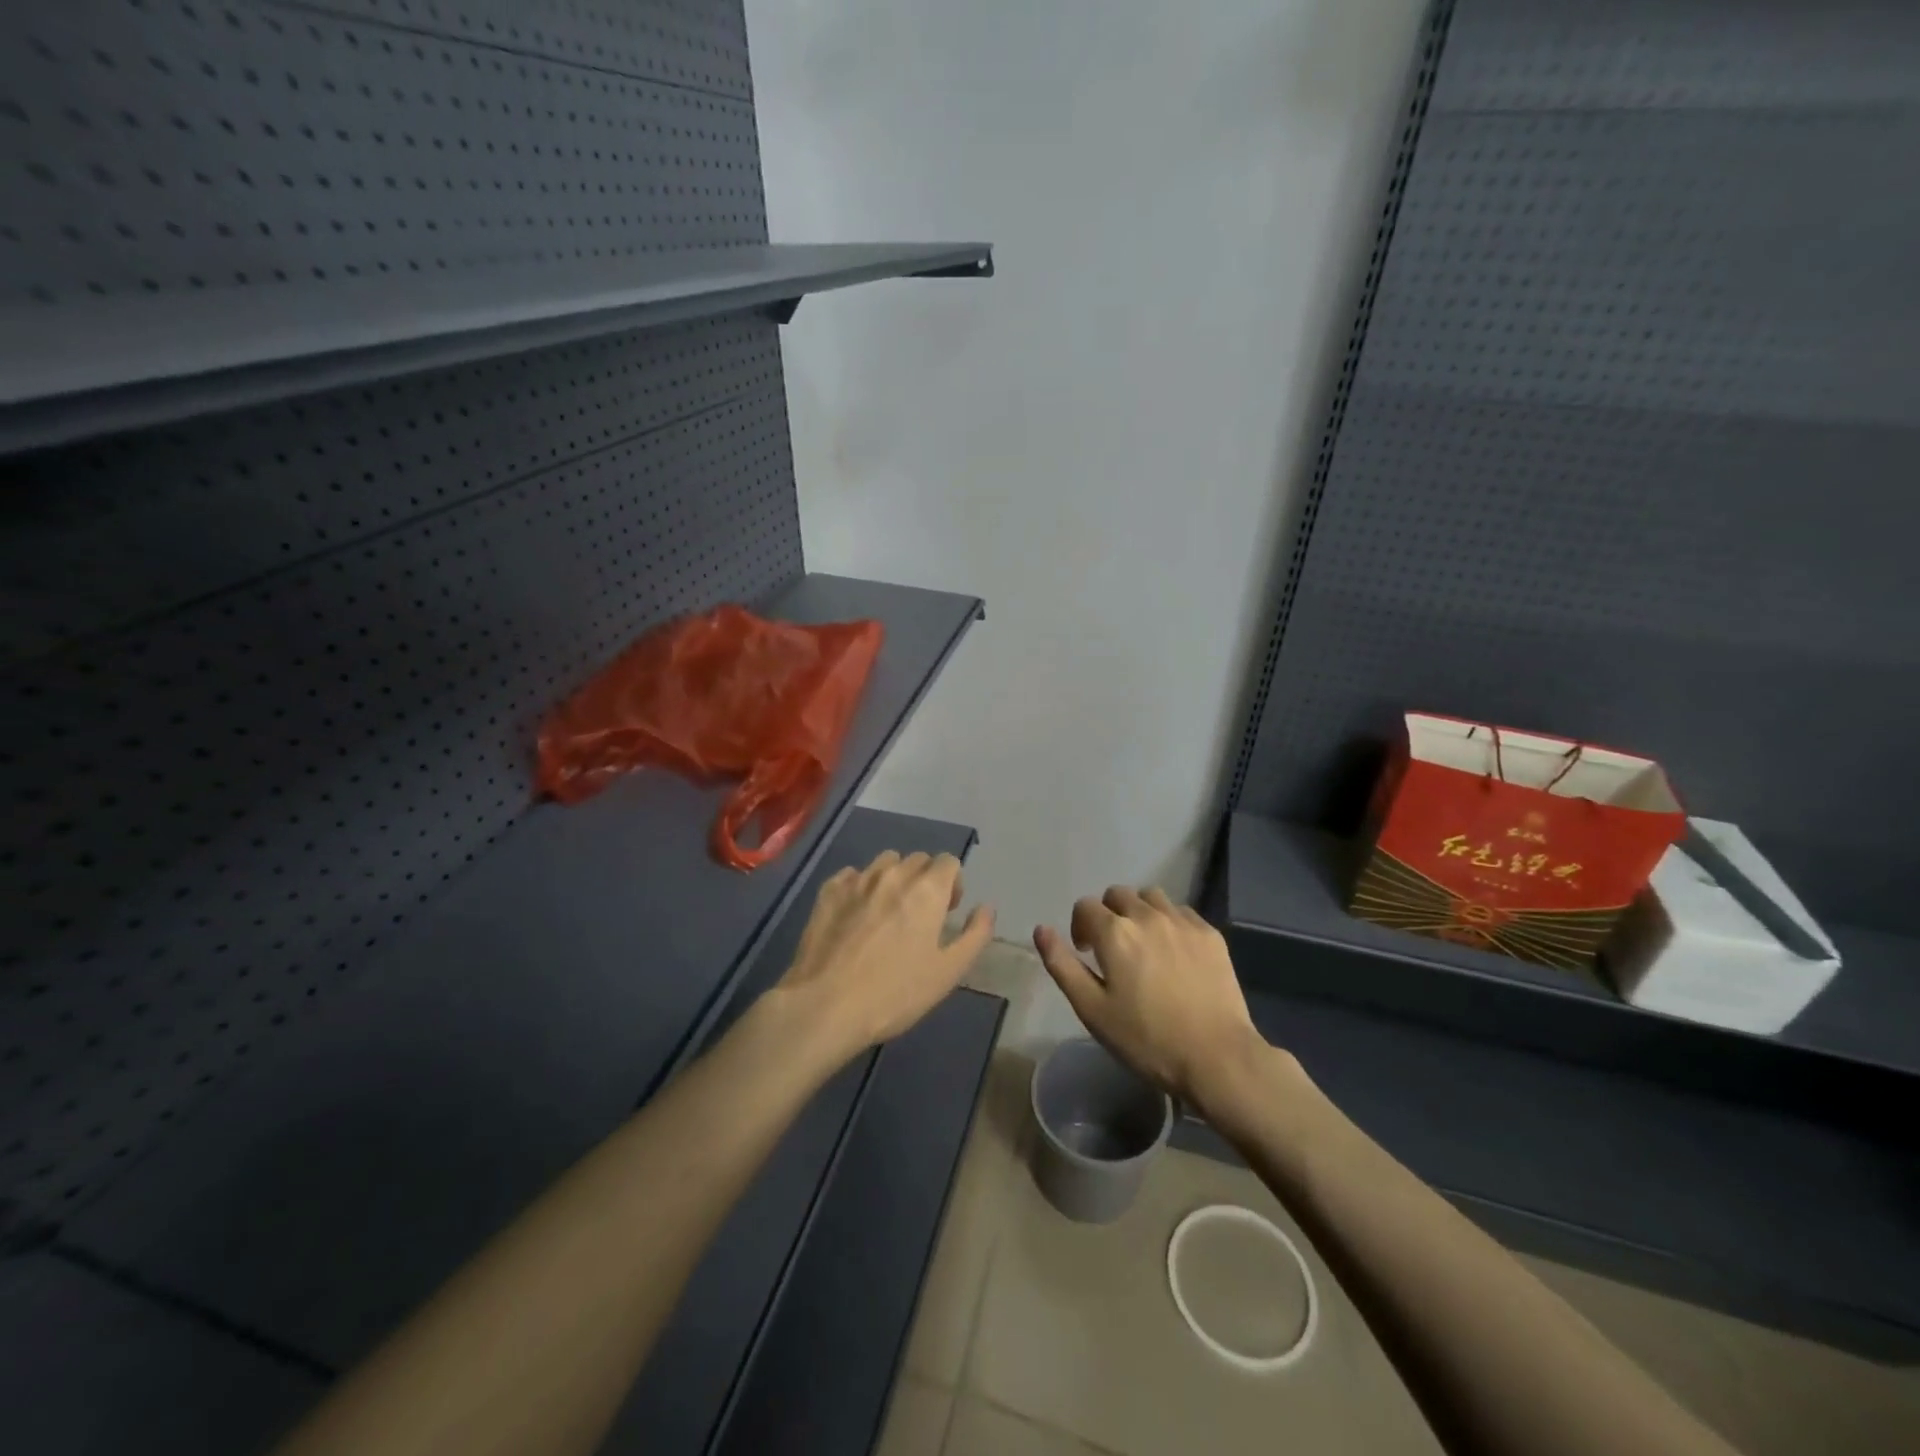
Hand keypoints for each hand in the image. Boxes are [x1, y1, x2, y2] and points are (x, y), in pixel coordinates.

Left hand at [775, 851, 995, 1063]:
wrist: (826, 1005)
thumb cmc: (895, 993)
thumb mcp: (948, 972)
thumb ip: (975, 935)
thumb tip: (986, 907)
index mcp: (927, 889)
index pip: (948, 861)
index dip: (953, 883)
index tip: (947, 912)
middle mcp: (893, 874)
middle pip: (918, 859)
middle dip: (925, 880)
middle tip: (920, 916)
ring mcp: (857, 879)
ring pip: (885, 862)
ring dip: (894, 878)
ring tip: (888, 912)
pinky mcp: (828, 891)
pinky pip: (852, 875)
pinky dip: (861, 886)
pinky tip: (856, 915)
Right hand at [1034, 887, 1266, 1110]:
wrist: (1217, 1057)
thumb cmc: (1147, 1039)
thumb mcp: (1092, 1010)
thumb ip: (1062, 965)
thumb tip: (1041, 929)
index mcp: (1114, 932)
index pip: (1086, 906)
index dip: (1080, 926)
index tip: (1086, 953)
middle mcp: (1147, 915)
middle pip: (1118, 894)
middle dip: (1109, 914)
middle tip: (1113, 948)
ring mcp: (1182, 922)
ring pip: (1151, 897)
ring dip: (1139, 911)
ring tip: (1144, 943)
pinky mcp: (1210, 934)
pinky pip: (1181, 912)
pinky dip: (1169, 921)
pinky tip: (1174, 951)